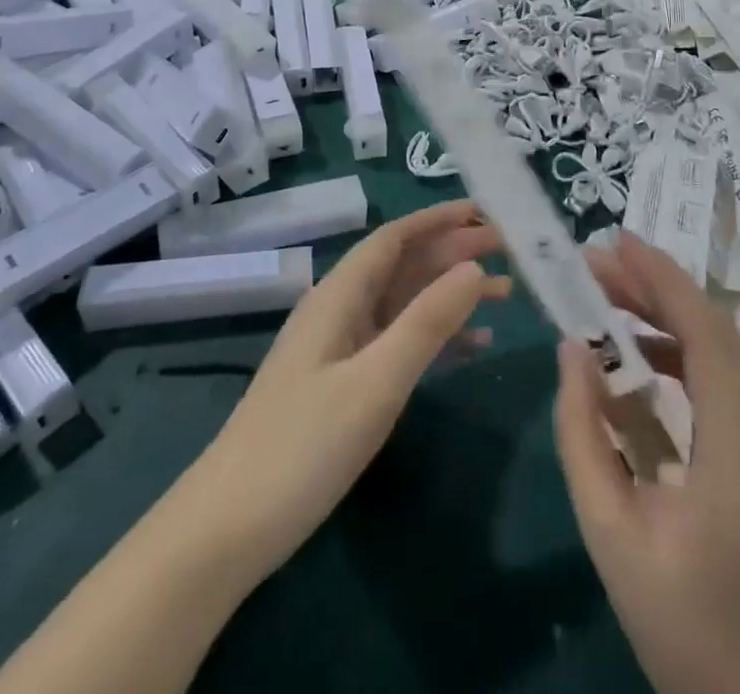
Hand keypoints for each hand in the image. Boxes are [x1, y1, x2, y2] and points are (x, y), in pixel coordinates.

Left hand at [190, 200, 509, 579]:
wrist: (229, 528)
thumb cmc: (303, 446)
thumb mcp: (375, 382)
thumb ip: (427, 322)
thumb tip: (474, 269)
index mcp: (340, 295)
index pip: (395, 238)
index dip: (439, 219)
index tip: (486, 212)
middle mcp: (341, 310)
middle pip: (405, 266)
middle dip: (454, 253)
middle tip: (510, 250)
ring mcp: (342, 348)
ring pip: (406, 304)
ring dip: (452, 294)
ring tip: (507, 293)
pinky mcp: (344, 383)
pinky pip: (399, 343)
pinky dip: (437, 337)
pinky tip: (475, 345)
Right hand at [554, 233, 739, 693]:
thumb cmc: (677, 615)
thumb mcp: (608, 528)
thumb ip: (583, 433)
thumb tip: (571, 350)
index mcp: (739, 450)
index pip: (707, 336)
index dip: (663, 280)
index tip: (617, 242)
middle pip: (715, 331)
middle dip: (654, 287)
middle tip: (595, 263)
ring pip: (721, 350)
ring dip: (664, 315)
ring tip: (605, 296)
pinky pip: (723, 380)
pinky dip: (679, 350)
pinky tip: (635, 352)